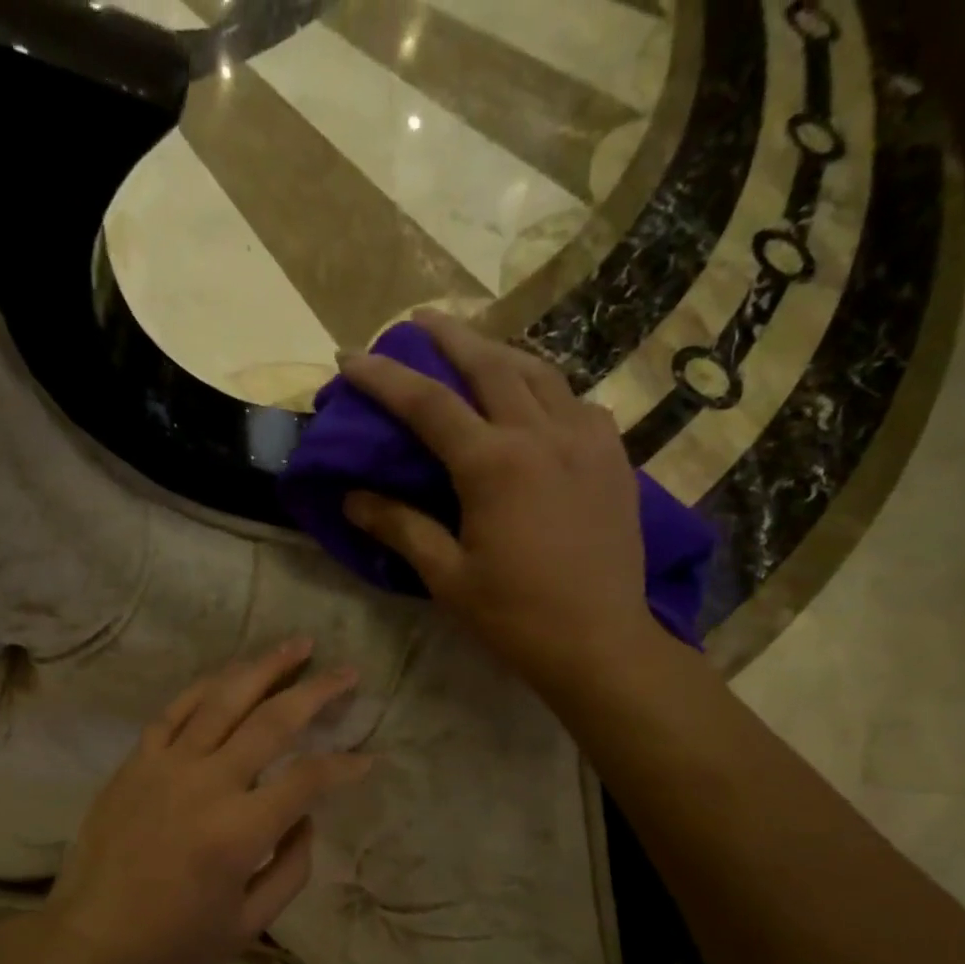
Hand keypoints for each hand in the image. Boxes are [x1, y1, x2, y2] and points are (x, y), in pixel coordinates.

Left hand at [40, 639, 372, 963]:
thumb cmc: (174, 939)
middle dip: (317, 691)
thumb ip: (291, 869)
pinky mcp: (137, 761)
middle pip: (272, 721)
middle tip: (346, 671)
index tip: (367, 759)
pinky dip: (206, 686)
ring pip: (223, 700)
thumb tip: (305, 818)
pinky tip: (230, 673)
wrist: (90, 936)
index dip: (344, 766)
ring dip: (264, 667)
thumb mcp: (249, 924)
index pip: (308, 779)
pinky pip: (175, 711)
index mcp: (240, 831)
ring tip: (297, 645)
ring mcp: (167, 765)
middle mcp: (207, 784)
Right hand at [338, 311, 658, 688]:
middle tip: (420, 320)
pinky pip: (576, 403)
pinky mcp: (614, 457)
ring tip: (475, 349)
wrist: (599, 641)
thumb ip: (400, 528)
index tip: (350, 357)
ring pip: (540, 373)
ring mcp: (586, 440)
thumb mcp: (447, 577)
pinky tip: (537, 403)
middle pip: (491, 364)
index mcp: (494, 464)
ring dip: (500, 353)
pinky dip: (546, 390)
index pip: (428, 404)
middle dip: (450, 337)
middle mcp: (542, 434)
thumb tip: (353, 498)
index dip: (384, 377)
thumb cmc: (515, 616)